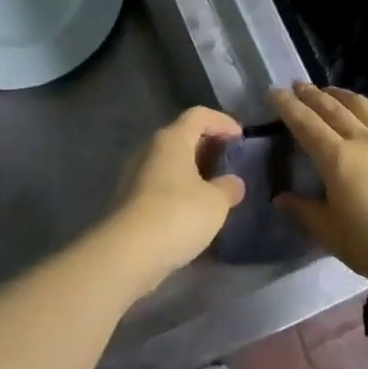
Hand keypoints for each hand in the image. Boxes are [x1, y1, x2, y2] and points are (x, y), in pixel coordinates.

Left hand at [99, 107, 245, 295]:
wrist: (127, 253)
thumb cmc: (178, 214)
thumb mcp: (216, 202)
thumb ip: (228, 188)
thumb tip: (233, 183)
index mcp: (172, 139)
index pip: (199, 115)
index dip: (222, 121)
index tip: (240, 137)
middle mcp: (150, 149)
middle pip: (181, 136)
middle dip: (206, 146)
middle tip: (228, 163)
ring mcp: (134, 174)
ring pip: (169, 162)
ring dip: (191, 170)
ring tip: (213, 189)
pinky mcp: (128, 200)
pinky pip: (159, 184)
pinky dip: (177, 190)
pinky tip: (191, 211)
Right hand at [272, 84, 367, 295]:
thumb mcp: (331, 234)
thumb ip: (304, 212)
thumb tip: (281, 198)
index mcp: (337, 158)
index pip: (306, 124)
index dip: (288, 106)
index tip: (274, 92)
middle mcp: (364, 141)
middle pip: (334, 109)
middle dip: (312, 95)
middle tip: (297, 86)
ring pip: (365, 108)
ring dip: (344, 96)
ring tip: (332, 91)